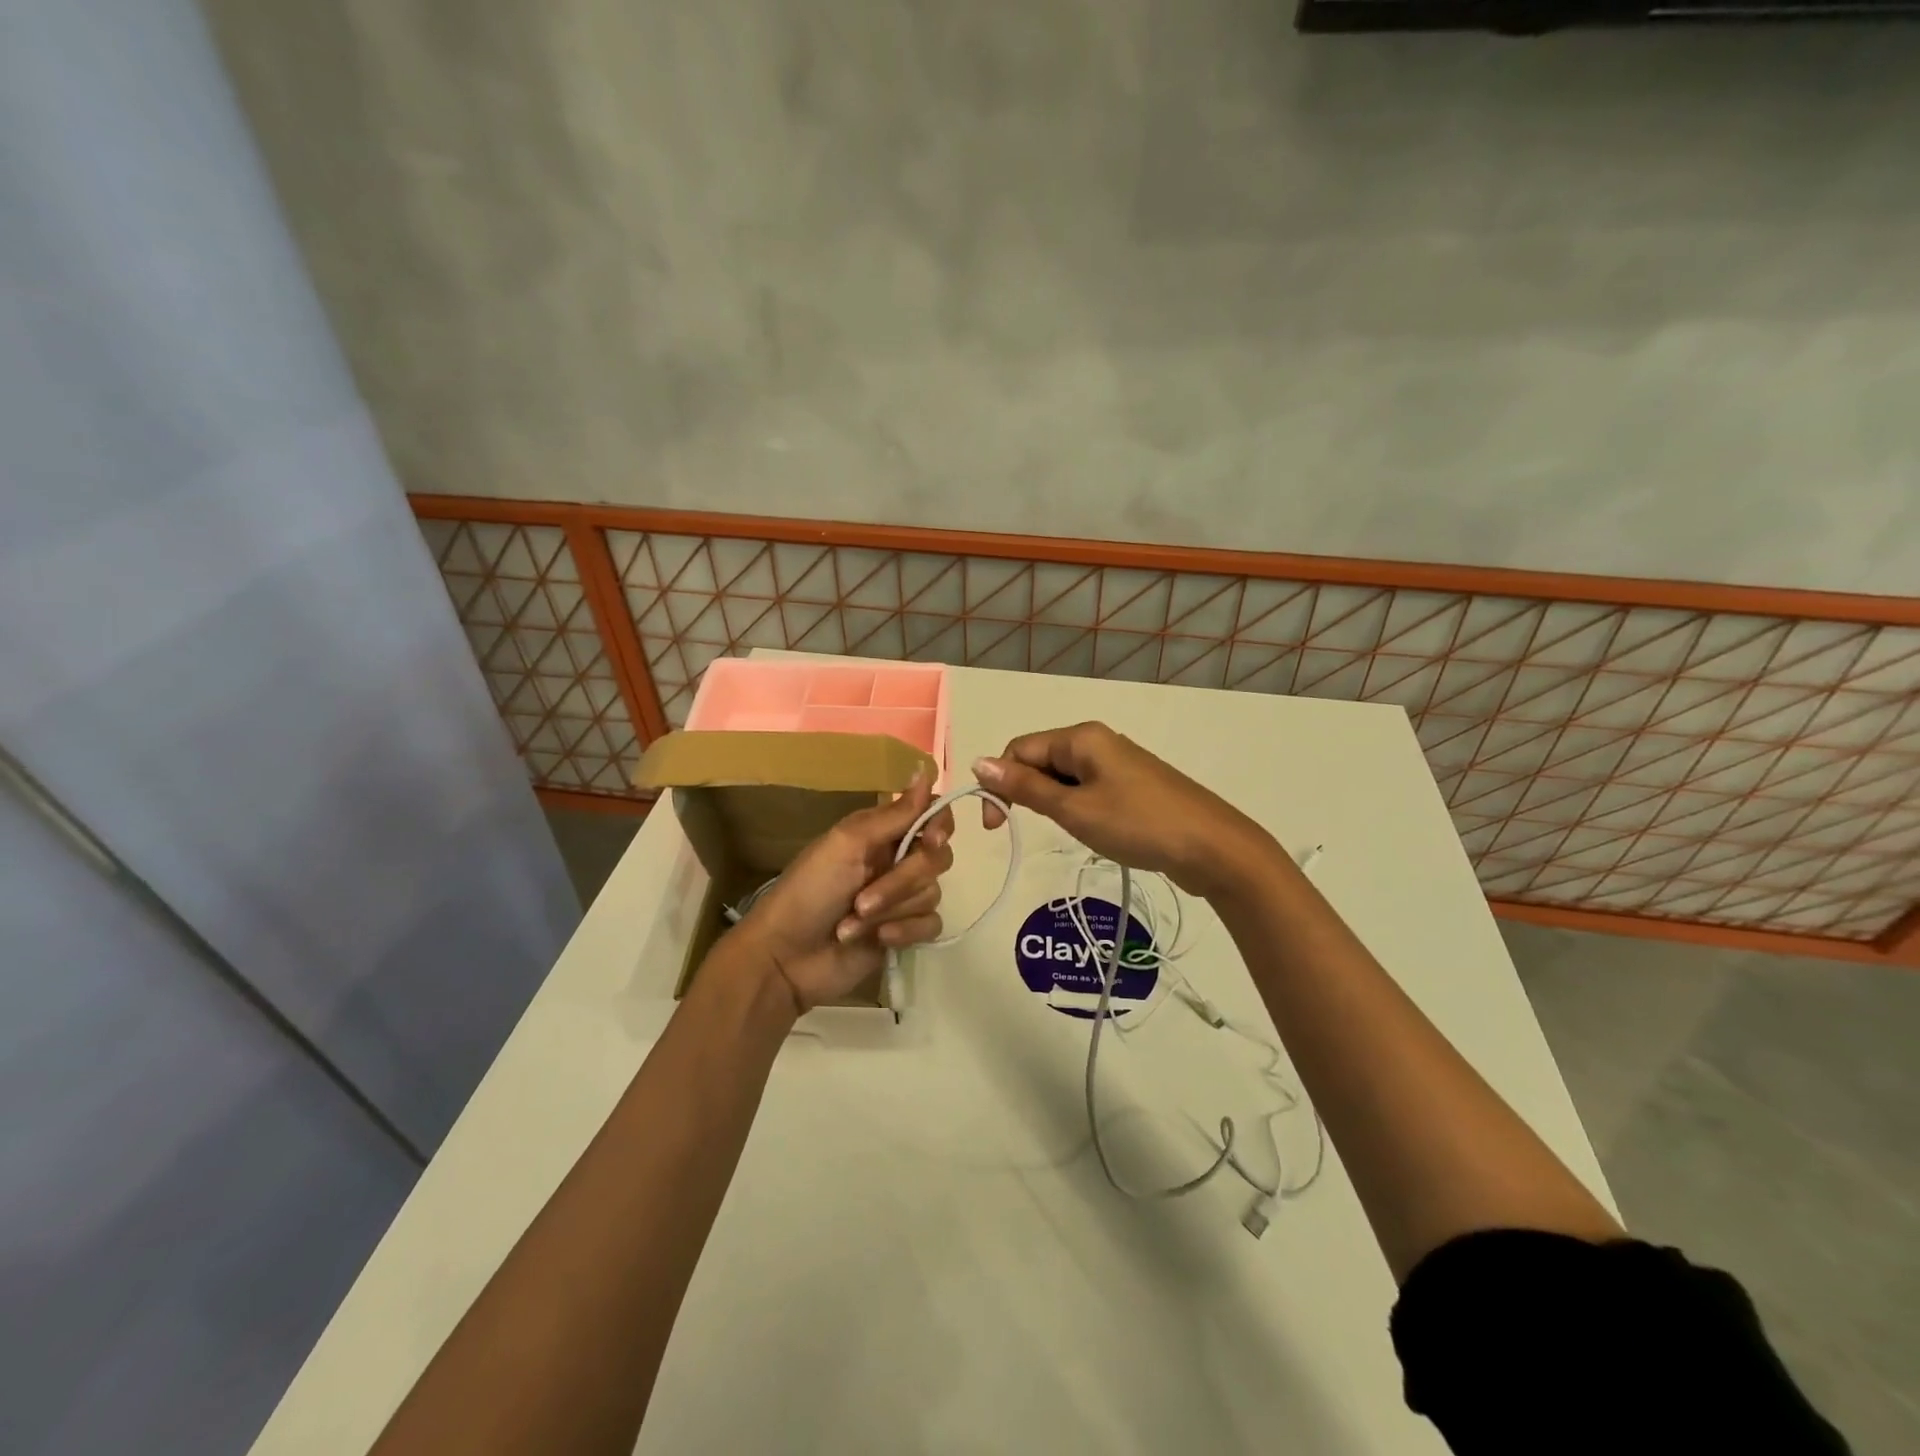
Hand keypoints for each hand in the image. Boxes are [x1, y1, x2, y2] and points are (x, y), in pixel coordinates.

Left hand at [730, 771, 954, 1012]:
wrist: (786, 958)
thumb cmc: (809, 891)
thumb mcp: (847, 844)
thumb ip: (894, 814)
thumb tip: (926, 770)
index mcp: (881, 833)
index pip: (931, 815)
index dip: (940, 825)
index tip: (930, 841)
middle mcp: (896, 860)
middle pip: (937, 858)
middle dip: (902, 881)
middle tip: (863, 899)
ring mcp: (901, 898)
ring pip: (931, 893)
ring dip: (891, 910)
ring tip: (854, 922)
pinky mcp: (905, 932)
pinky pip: (931, 924)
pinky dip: (905, 931)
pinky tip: (879, 940)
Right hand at [972, 722, 1270, 898]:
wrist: (1212, 848)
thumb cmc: (1138, 824)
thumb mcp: (1074, 808)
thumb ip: (1025, 786)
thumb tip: (978, 762)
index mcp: (1081, 737)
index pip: (1019, 749)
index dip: (999, 783)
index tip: (996, 827)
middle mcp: (1098, 741)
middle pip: (1041, 759)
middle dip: (1025, 792)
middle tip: (1028, 829)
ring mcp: (1118, 762)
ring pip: (1064, 777)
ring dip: (1052, 801)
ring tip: (1068, 830)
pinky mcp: (1132, 785)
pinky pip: (1088, 788)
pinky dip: (1076, 806)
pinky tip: (1089, 829)